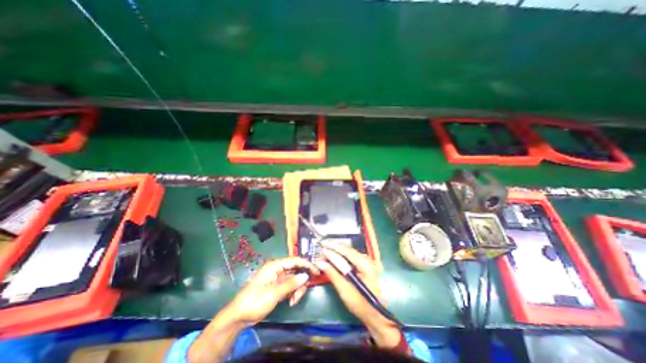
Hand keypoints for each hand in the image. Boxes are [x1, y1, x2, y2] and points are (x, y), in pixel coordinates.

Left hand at [225, 256, 317, 324]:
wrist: (239, 317)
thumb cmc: (255, 301)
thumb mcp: (274, 293)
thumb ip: (291, 284)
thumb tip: (306, 276)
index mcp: (275, 266)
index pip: (295, 261)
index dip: (307, 265)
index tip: (317, 271)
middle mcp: (278, 269)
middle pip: (296, 271)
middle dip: (301, 282)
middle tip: (301, 293)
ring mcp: (278, 279)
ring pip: (295, 280)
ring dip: (297, 289)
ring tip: (294, 300)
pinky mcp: (278, 287)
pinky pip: (291, 286)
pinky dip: (293, 293)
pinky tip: (291, 302)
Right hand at [316, 244, 401, 347]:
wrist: (376, 315)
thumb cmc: (361, 305)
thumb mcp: (344, 290)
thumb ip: (332, 274)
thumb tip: (320, 263)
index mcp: (365, 265)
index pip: (347, 251)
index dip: (333, 246)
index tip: (322, 244)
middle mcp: (368, 260)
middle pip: (348, 250)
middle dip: (334, 249)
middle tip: (321, 251)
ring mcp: (367, 262)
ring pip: (349, 253)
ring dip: (337, 252)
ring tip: (325, 254)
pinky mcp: (365, 266)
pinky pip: (351, 257)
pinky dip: (341, 257)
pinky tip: (334, 258)